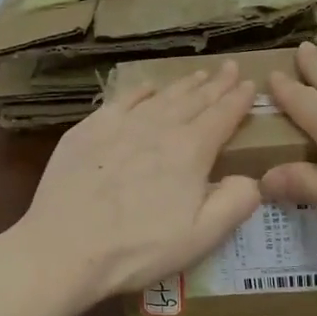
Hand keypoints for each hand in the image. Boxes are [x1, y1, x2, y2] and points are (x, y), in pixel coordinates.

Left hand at [14, 62, 262, 305]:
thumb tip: (252, 178)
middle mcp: (159, 127)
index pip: (222, 116)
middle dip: (217, 83)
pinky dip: (141, 90)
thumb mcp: (200, 238)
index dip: (239, 100)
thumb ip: (235, 204)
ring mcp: (122, 124)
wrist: (64, 246)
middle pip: (195, 99)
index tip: (251, 84)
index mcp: (190, 150)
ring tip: (199, 74)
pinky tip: (148, 87)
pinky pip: (123, 99)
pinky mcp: (90, 128)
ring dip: (184, 84)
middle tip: (231, 67)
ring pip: (162, 96)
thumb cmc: (137, 249)